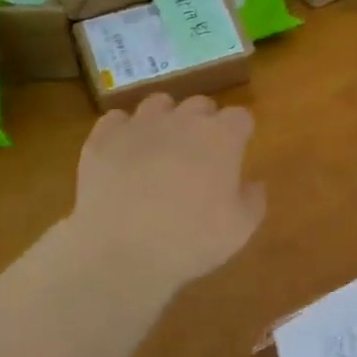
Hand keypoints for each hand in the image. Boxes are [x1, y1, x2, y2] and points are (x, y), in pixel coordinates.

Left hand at [70, 94, 264, 289]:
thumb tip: (253, 183)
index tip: (236, 153)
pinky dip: (124, 132)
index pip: (240, 116)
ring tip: (160, 148)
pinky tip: (124, 154)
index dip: (239, 133)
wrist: (121, 252)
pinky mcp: (103, 138)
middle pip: (200, 104)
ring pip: (158, 103)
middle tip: (199, 155)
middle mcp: (182, 120)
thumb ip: (253, 200)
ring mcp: (140, 125)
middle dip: (204, 123)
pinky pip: (117, 119)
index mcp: (222, 138)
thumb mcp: (240, 230)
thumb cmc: (191, 241)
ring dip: (165, 119)